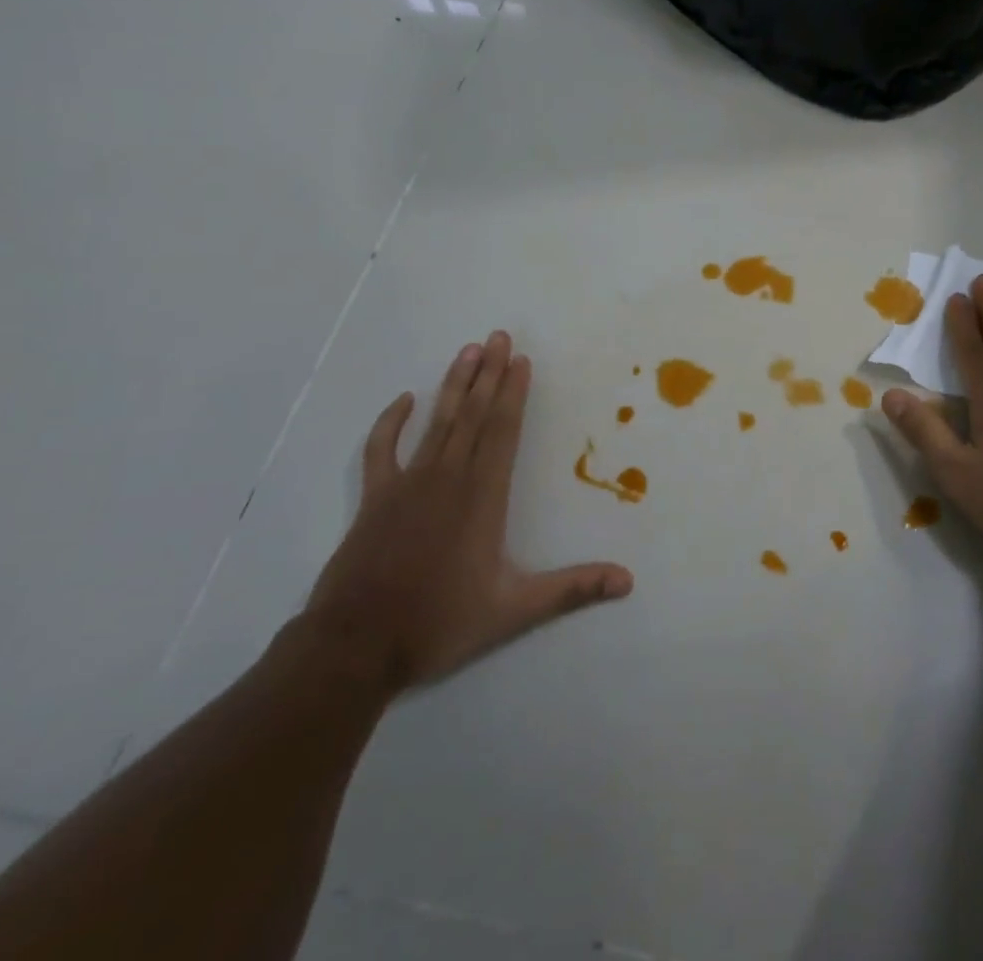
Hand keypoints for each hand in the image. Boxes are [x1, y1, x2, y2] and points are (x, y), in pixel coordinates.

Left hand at [303, 332, 632, 693]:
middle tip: (498, 336)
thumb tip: (627, 580)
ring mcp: (407, 484)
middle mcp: (448, 478)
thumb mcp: (513, 611)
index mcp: (482, 496)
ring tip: (467, 350)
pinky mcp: (375, 498)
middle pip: (473, 414)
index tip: (521, 359)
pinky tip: (403, 400)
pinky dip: (391, 423)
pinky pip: (382, 449)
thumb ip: (571, 589)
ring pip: (437, 422)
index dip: (513, 393)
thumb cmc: (438, 623)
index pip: (503, 431)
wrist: (355, 647)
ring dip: (454, 385)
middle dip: (488, 373)